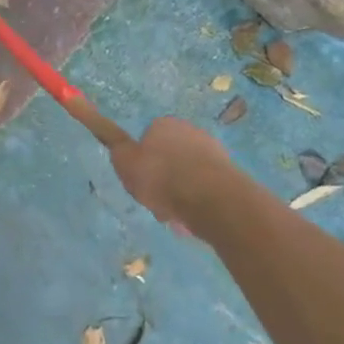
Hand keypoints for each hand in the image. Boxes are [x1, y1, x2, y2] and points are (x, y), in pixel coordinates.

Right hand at [109, 116, 229, 228]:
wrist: (210, 198)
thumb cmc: (162, 178)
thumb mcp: (125, 162)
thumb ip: (117, 148)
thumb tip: (114, 136)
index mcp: (163, 125)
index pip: (147, 138)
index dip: (141, 160)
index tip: (139, 180)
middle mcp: (189, 131)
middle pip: (169, 157)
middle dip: (163, 177)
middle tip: (154, 199)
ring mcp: (212, 151)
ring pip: (187, 174)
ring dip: (180, 192)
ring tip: (173, 214)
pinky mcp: (229, 174)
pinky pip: (205, 188)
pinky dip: (197, 201)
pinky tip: (191, 218)